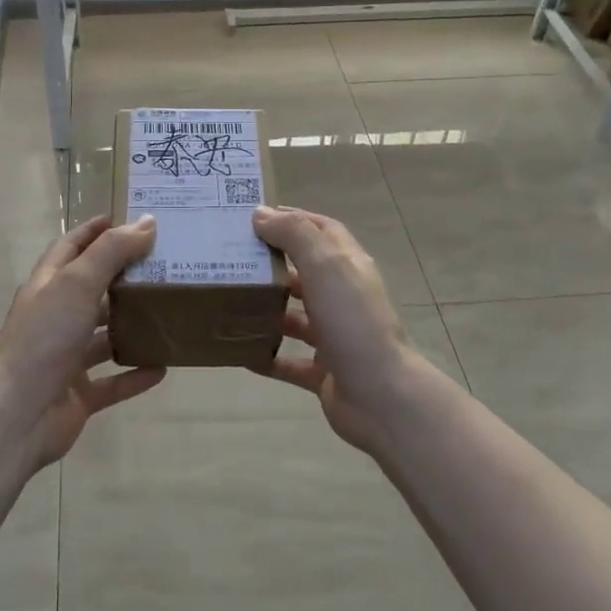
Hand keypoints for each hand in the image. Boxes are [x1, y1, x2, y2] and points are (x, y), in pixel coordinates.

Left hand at [0, 214, 166, 469]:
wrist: (17, 414)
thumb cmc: (44, 338)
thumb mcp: (78, 284)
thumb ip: (112, 252)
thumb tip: (147, 222)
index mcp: (48, 287)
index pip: (70, 248)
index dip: (94, 232)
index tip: (124, 219)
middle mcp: (55, 318)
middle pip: (92, 291)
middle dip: (123, 278)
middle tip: (163, 266)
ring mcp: (65, 359)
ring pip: (104, 338)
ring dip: (132, 328)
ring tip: (169, 315)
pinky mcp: (77, 395)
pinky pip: (112, 382)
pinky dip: (135, 374)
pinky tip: (163, 367)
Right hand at [251, 205, 420, 455]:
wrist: (381, 396)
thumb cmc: (352, 322)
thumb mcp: (325, 266)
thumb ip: (295, 235)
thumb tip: (261, 214)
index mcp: (348, 266)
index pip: (322, 230)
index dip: (293, 219)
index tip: (254, 217)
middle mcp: (343, 297)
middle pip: (305, 272)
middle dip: (272, 264)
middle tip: (231, 259)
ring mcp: (335, 336)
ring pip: (295, 317)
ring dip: (267, 310)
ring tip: (229, 303)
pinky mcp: (324, 371)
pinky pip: (289, 361)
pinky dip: (267, 356)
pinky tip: (240, 353)